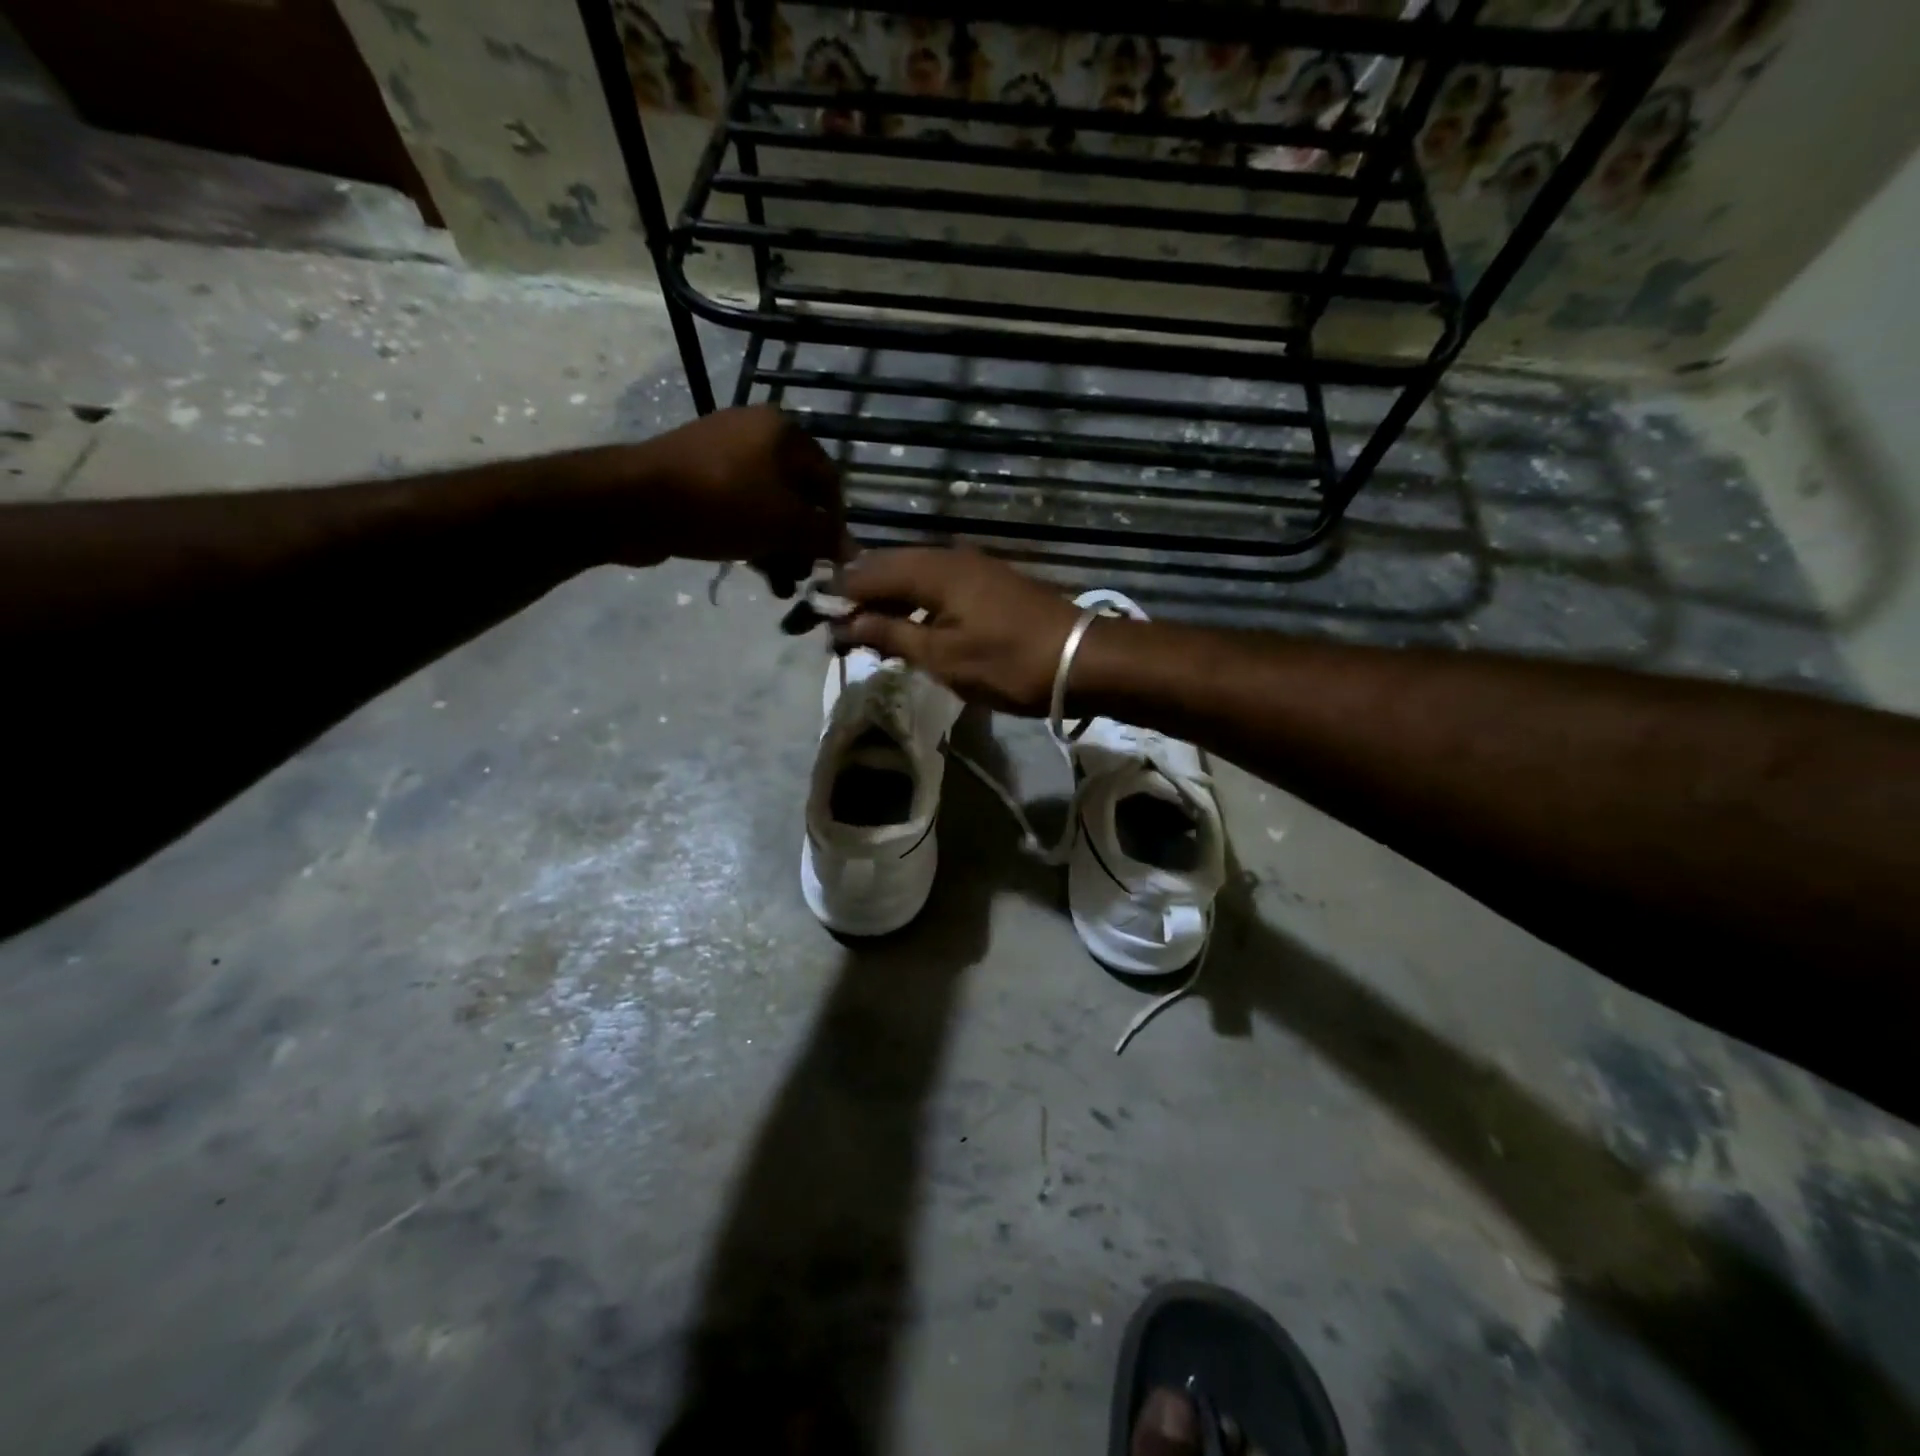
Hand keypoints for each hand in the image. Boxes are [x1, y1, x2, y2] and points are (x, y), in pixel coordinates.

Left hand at [614, 406, 847, 592]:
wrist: (635, 501)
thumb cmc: (724, 504)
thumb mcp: (786, 524)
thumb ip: (824, 537)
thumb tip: (852, 551)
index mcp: (784, 431)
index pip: (829, 481)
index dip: (835, 524)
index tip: (831, 561)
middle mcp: (756, 432)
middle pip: (797, 496)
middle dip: (803, 542)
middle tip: (802, 577)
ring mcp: (723, 452)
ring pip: (768, 507)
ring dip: (779, 548)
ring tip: (779, 585)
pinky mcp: (697, 476)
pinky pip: (738, 508)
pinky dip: (751, 537)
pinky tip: (754, 569)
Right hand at [834, 548, 1079, 714]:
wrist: (1081, 659)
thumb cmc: (1008, 662)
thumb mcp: (943, 656)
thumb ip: (892, 634)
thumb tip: (848, 622)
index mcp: (933, 569)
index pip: (869, 572)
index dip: (841, 595)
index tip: (818, 620)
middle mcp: (950, 557)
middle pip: (891, 567)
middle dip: (862, 595)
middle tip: (841, 628)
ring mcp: (974, 567)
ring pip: (916, 575)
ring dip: (890, 600)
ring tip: (870, 631)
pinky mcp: (990, 583)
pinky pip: (939, 584)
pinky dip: (917, 603)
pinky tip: (912, 625)